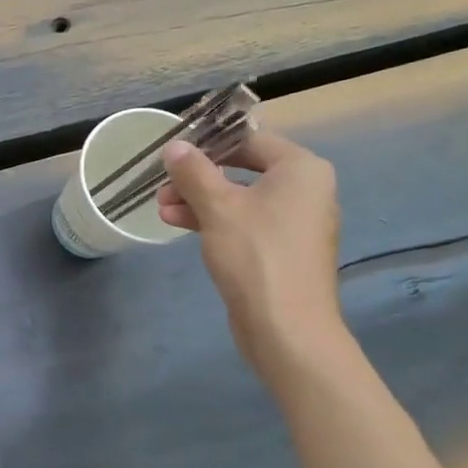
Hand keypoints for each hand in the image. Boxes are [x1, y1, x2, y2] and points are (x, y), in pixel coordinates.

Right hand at [157, 128, 343, 367]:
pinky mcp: (282, 249)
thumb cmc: (255, 254)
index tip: (173, 152)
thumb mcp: (217, 207)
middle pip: (243, 169)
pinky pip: (245, 222)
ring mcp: (295, 222)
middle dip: (198, 177)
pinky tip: (178, 224)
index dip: (209, 143)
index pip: (250, 140)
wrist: (285, 327)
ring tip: (161, 208)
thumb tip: (174, 146)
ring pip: (240, 198)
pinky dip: (214, 220)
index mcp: (301, 169)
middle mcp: (305, 190)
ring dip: (199, 199)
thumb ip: (194, 171)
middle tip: (162, 185)